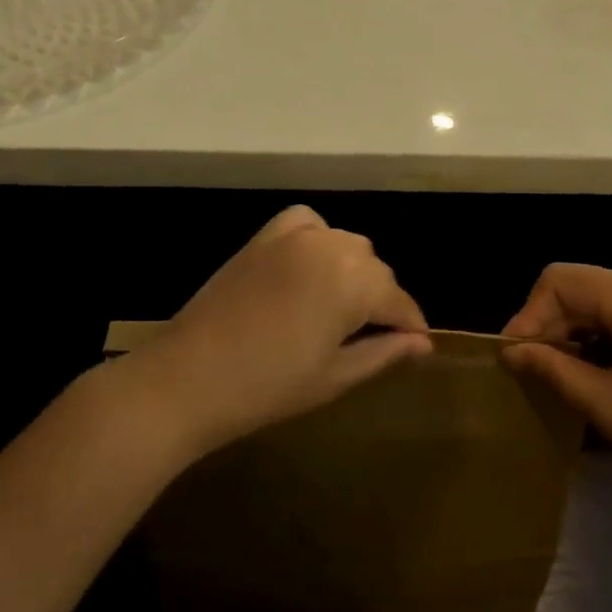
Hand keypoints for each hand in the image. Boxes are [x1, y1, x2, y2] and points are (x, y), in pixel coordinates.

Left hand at [120, 207, 431, 457]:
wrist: (188, 378)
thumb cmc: (268, 387)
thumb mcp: (335, 376)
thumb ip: (384, 352)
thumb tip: (422, 343)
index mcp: (354, 281)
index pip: (398, 300)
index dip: (411, 325)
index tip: (417, 346)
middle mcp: (330, 247)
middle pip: (375, 268)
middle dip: (381, 300)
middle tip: (373, 337)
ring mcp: (293, 237)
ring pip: (345, 245)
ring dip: (353, 271)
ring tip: (342, 308)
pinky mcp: (263, 238)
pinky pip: (306, 223)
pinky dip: (319, 239)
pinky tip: (312, 266)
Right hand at [501, 264, 611, 509]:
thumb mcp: (608, 405)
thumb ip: (552, 369)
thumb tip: (510, 351)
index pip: (562, 280)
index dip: (529, 314)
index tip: (514, 357)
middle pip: (584, 287)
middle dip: (553, 325)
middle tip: (535, 370)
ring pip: (606, 299)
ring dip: (579, 331)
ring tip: (567, 374)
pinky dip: (607, 334)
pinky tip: (605, 370)